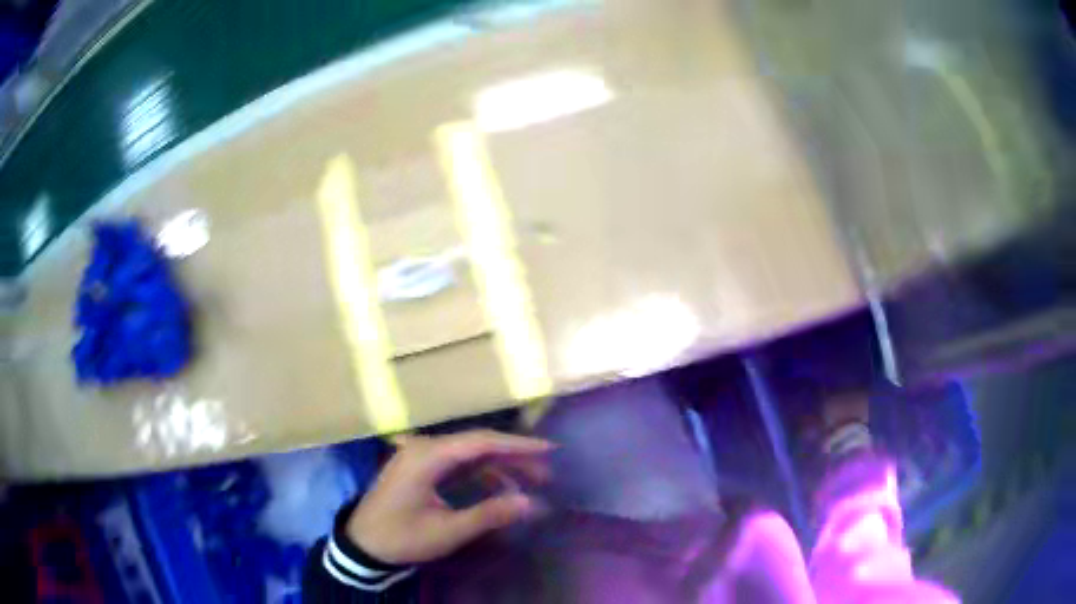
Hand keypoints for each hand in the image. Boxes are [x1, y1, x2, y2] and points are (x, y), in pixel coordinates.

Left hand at [346, 430, 552, 564]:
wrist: (362, 544)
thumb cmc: (402, 536)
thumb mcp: (447, 530)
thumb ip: (489, 515)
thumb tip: (533, 503)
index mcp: (428, 456)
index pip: (480, 442)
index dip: (517, 445)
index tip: (549, 450)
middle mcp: (425, 448)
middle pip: (477, 445)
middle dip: (513, 458)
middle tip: (546, 474)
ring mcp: (422, 457)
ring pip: (470, 455)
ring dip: (500, 467)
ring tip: (531, 483)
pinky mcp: (422, 469)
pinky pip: (458, 466)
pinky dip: (482, 476)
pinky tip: (500, 490)